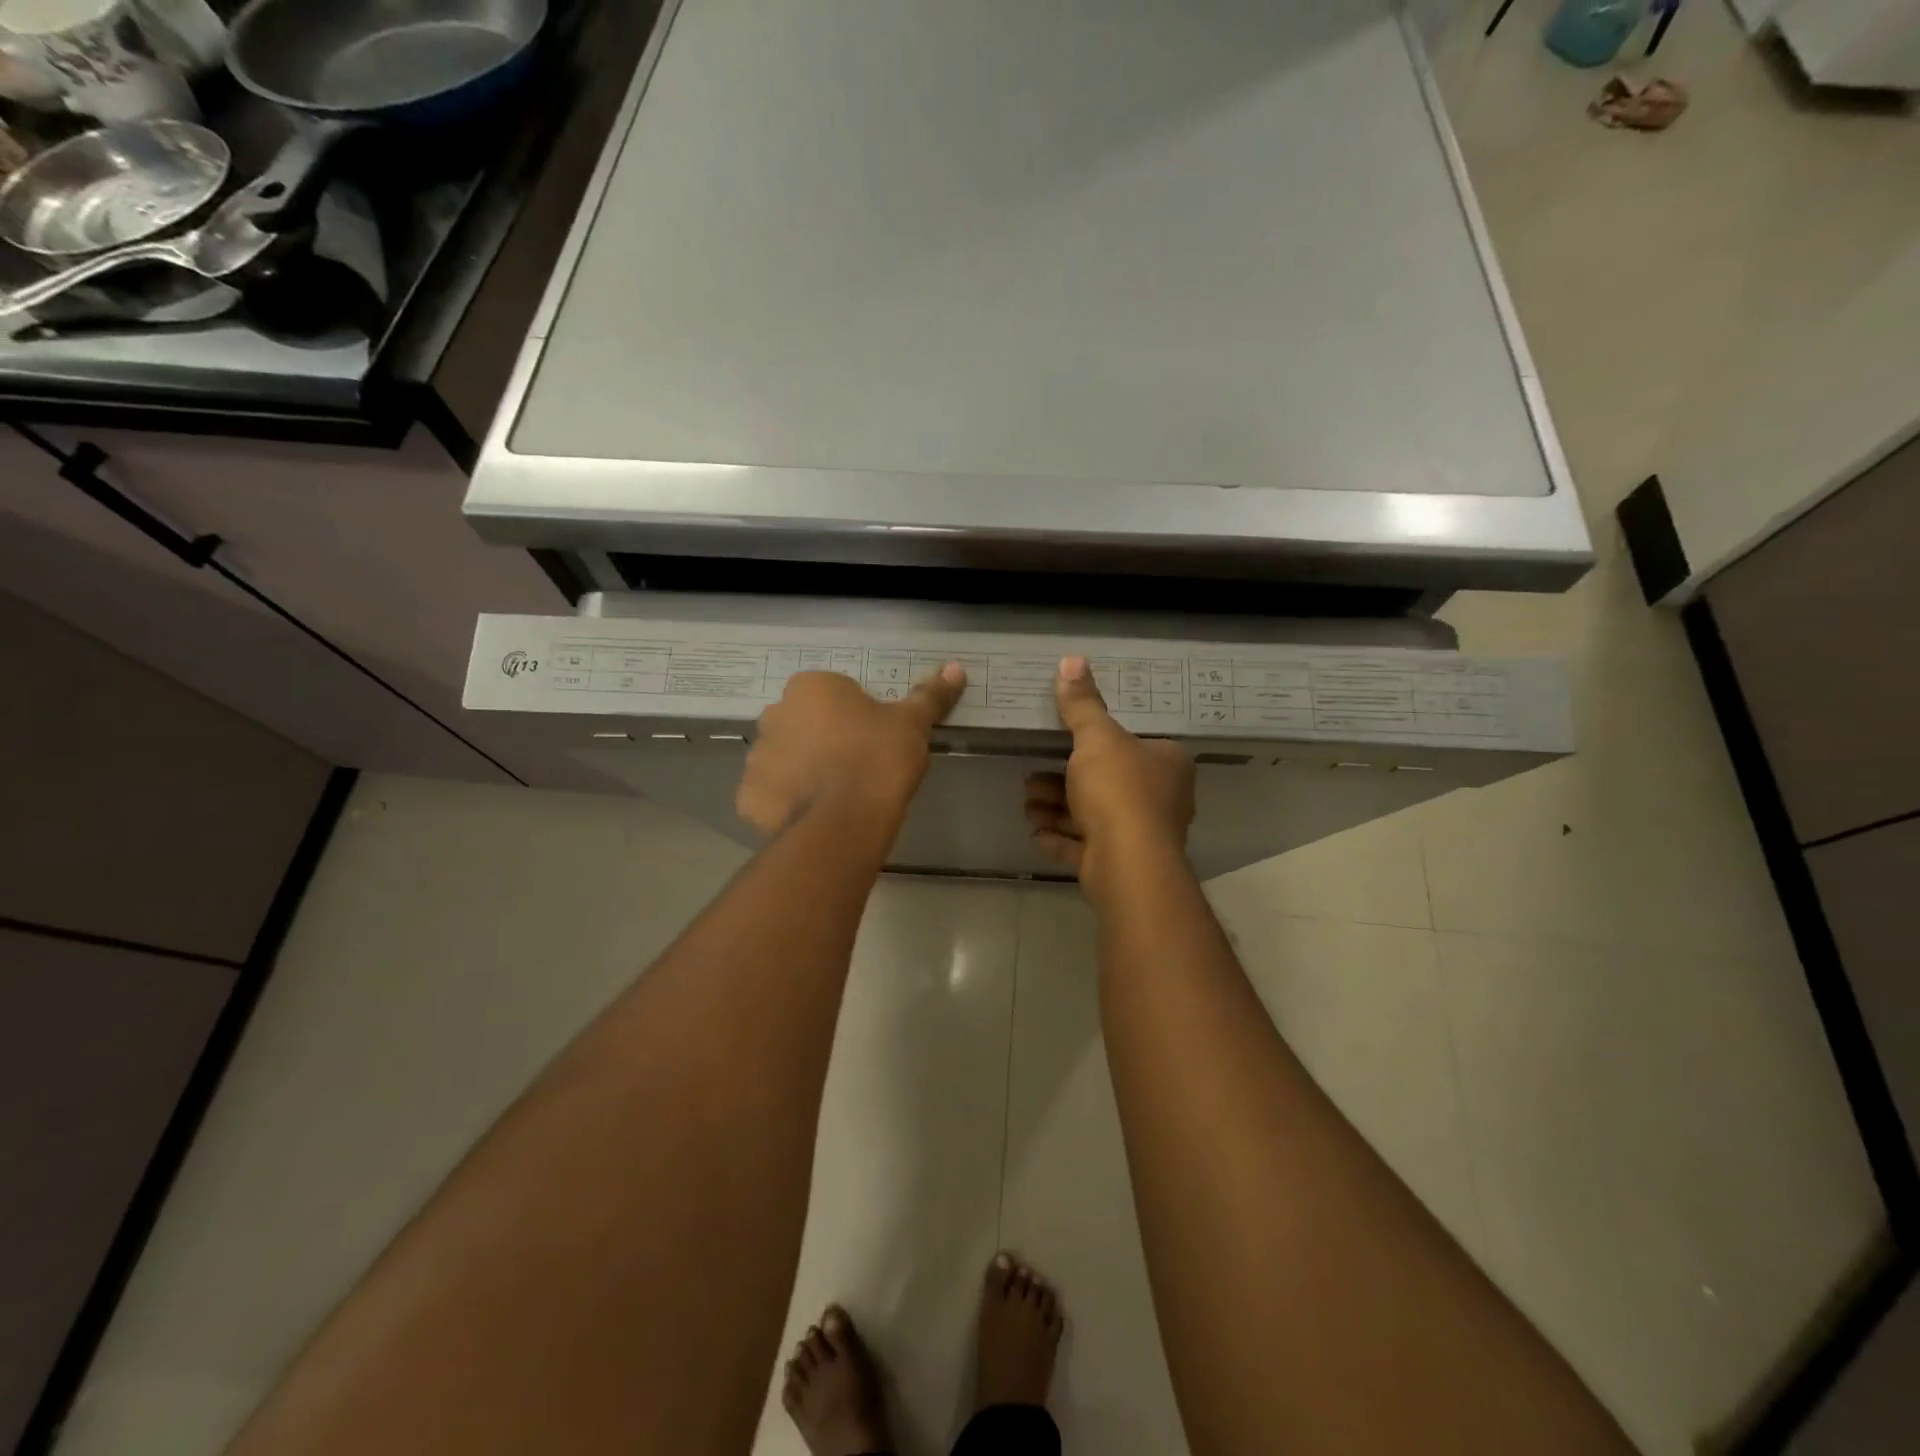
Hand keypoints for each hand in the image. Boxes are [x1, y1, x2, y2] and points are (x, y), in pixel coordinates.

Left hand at [736, 664, 965, 834]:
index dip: (859, 719)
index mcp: (810, 687)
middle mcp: (774, 713)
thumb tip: (957, 667)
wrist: (842, 823)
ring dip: (804, 770)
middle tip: (859, 769)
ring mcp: (756, 756)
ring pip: (785, 758)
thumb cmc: (878, 760)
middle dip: (826, 741)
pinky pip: (771, 794)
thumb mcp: (913, 724)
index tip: (877, 743)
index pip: (836, 695)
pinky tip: (814, 817)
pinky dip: (788, 803)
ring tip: (838, 797)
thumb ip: (931, 695)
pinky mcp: (748, 796)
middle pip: (806, 724)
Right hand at [1025, 656, 1194, 896]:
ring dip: (1057, 809)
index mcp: (1167, 763)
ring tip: (1027, 805)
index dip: (1097, 742)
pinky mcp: (1121, 864)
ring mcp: (1142, 835)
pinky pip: (1086, 847)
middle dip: (1063, 780)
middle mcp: (1161, 798)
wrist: (1126, 863)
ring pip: (1093, 816)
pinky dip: (1061, 839)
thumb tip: (1072, 659)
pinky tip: (1036, 833)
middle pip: (1106, 781)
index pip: (1134, 744)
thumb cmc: (1118, 790)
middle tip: (1031, 776)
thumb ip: (1081, 704)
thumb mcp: (1096, 739)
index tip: (1062, 741)